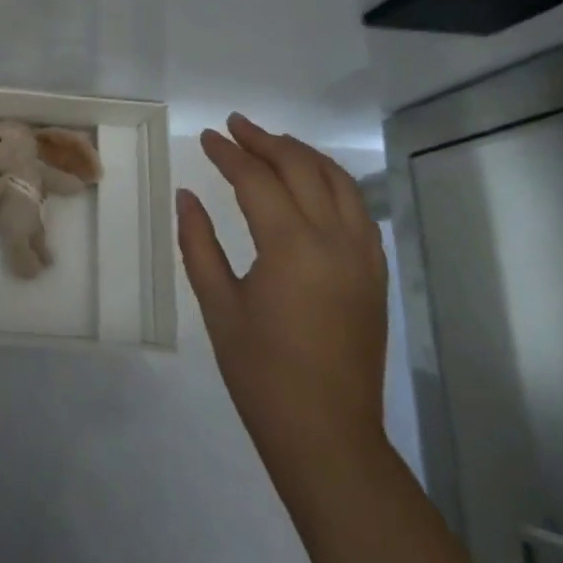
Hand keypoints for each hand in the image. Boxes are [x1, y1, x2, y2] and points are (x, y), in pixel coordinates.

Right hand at [177, 113, 388, 461]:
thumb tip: (186, 196)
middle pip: (302, 167)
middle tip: (235, 126)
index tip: (207, 137)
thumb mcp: (218, 306)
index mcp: (292, 247)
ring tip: (272, 142)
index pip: (257, 179)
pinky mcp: (375, 273)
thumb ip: (199, 243)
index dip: (228, 154)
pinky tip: (312, 183)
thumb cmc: (262, 374)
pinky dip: (332, 182)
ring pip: (338, 181)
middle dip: (266, 141)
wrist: (328, 437)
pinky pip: (357, 208)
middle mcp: (335, 240)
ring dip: (303, 154)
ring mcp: (363, 256)